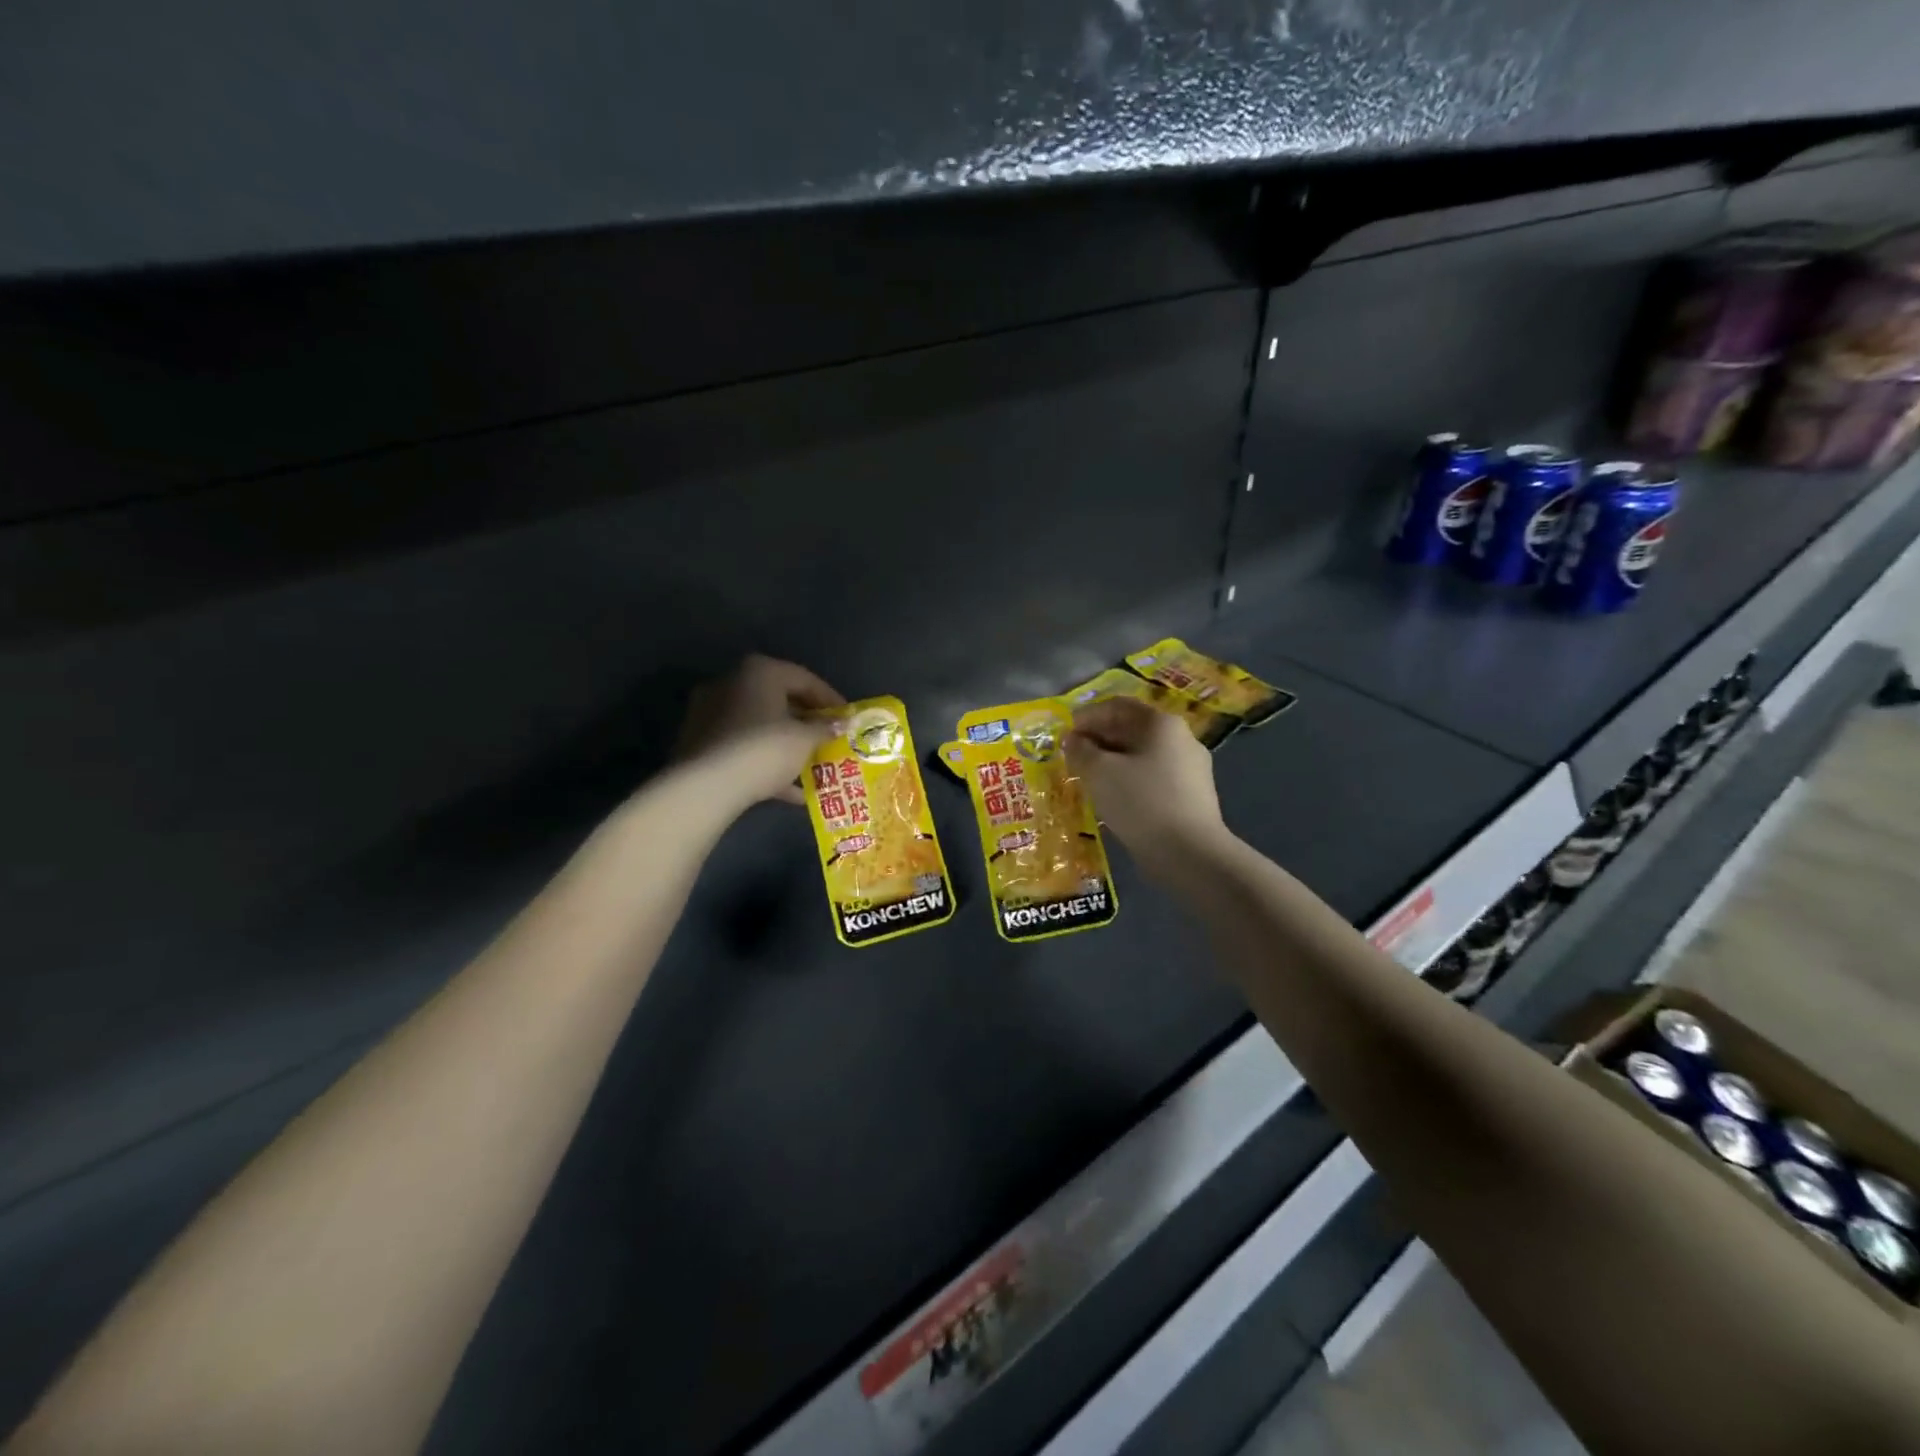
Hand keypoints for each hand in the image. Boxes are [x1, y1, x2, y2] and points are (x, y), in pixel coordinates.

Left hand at [674, 655, 845, 809]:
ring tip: (811, 765)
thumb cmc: (764, 750)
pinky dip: (765, 761)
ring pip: (759, 725)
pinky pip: (742, 746)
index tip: (848, 718)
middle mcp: (731, 683)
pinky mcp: (700, 741)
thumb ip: (824, 728)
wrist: (706, 787)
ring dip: (786, 743)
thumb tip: (840, 724)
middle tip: (828, 738)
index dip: (831, 700)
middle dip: (806, 722)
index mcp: (759, 672)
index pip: (805, 679)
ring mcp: (710, 712)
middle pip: (779, 699)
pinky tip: (788, 790)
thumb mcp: (804, 740)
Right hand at [1065, 698, 1229, 871]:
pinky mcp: (1191, 797)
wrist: (1189, 853)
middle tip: (1072, 759)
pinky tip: (1113, 800)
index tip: (1064, 736)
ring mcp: (1190, 769)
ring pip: (1142, 756)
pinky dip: (1129, 782)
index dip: (1086, 716)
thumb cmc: (1140, 801)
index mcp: (1161, 723)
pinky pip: (1152, 779)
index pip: (1117, 706)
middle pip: (1132, 729)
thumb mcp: (1099, 771)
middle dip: (1099, 741)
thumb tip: (1073, 740)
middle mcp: (1181, 738)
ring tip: (1088, 781)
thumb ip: (1080, 750)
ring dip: (1112, 763)